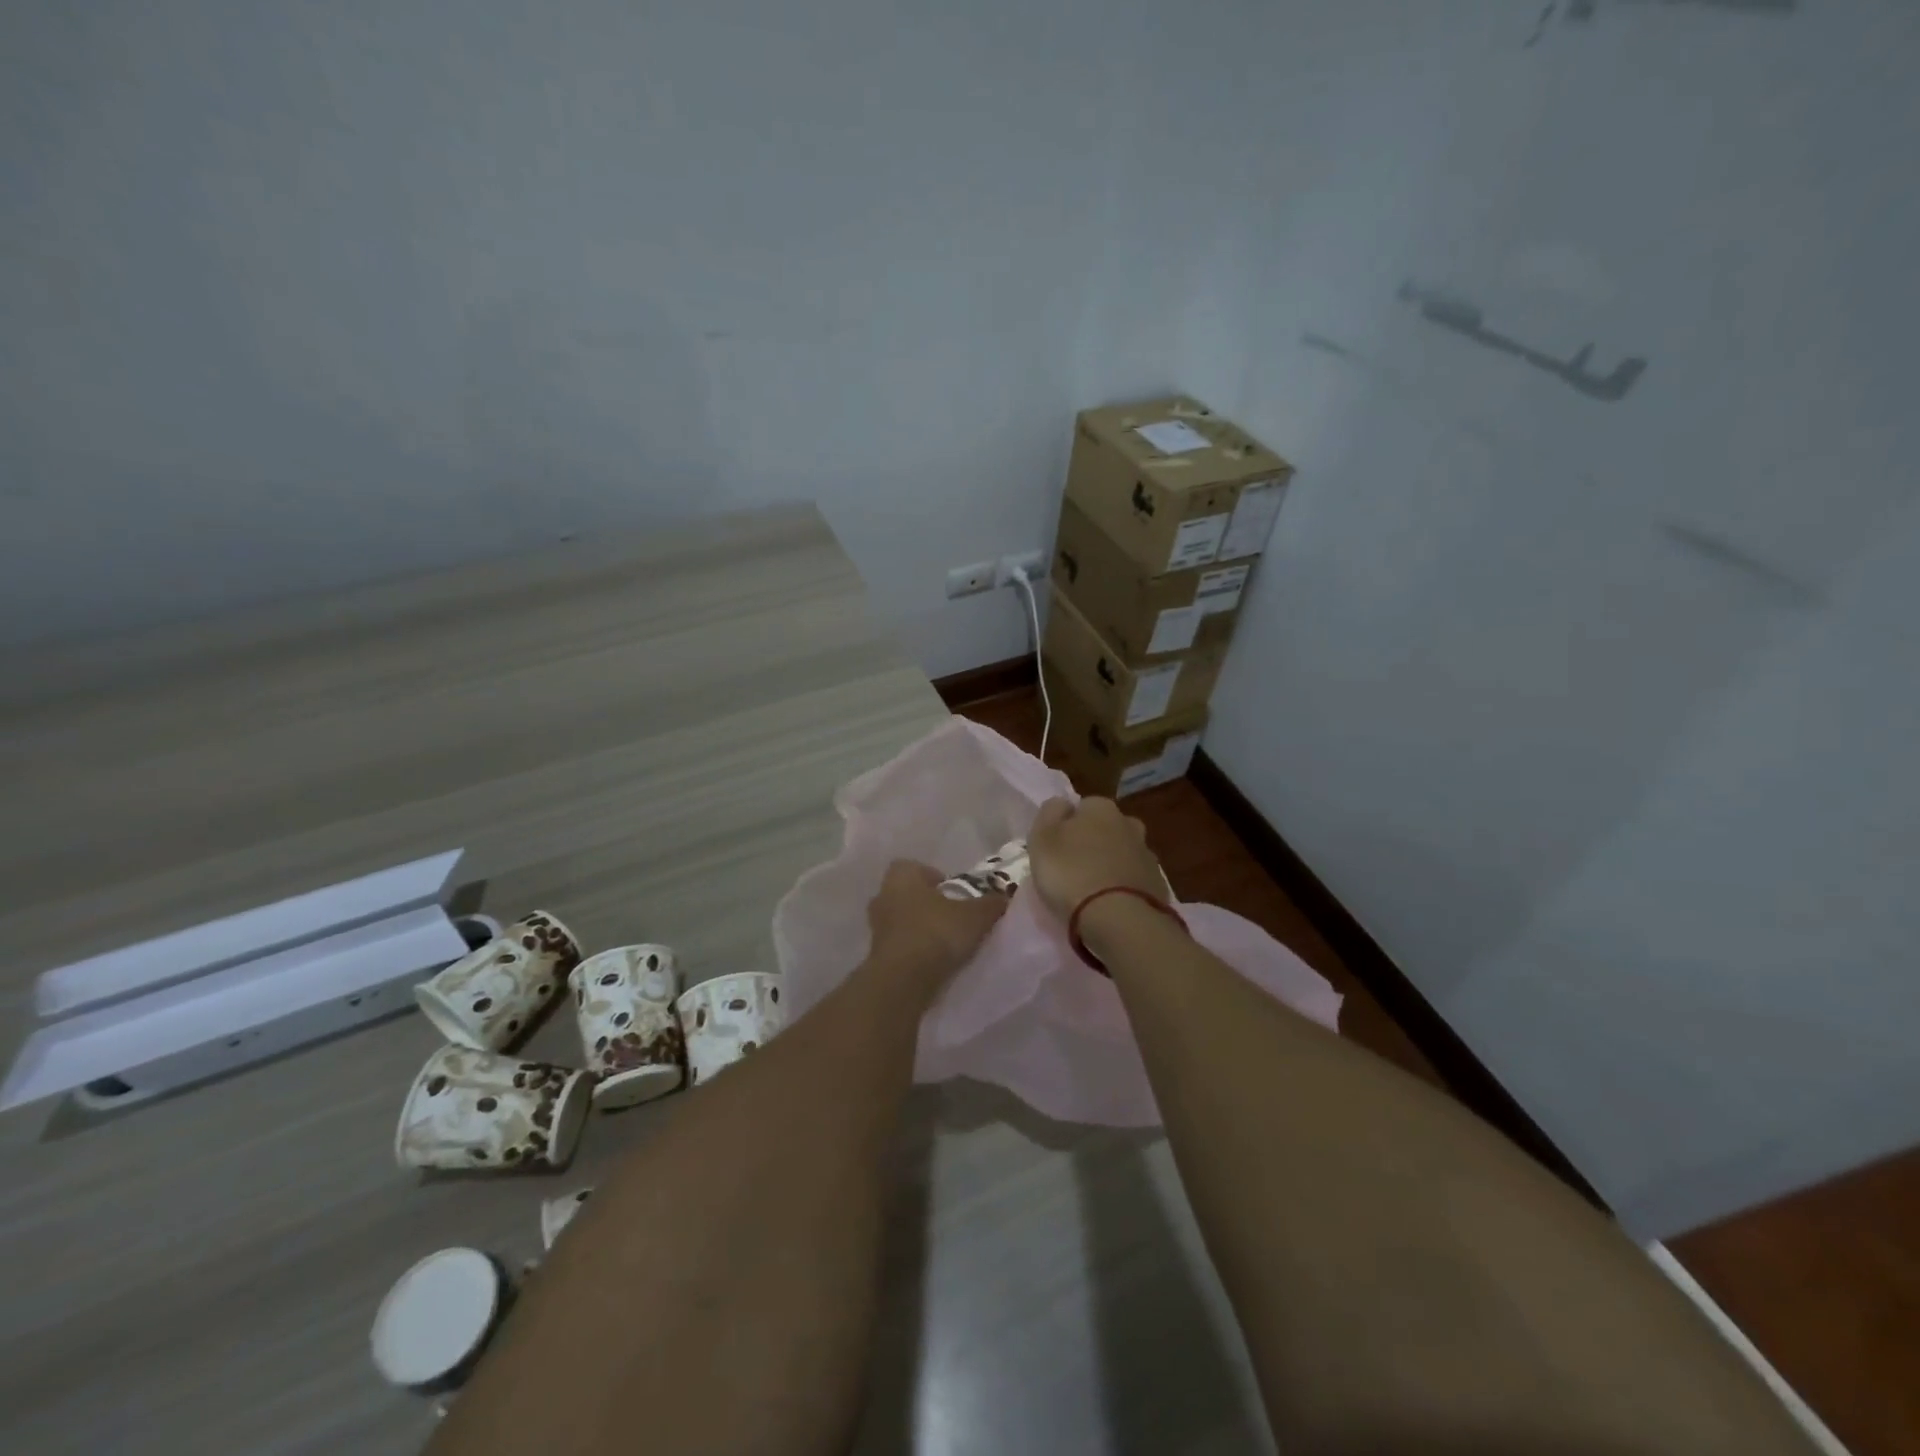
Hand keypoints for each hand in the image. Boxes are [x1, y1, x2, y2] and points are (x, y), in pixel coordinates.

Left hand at [865, 860, 1006, 984]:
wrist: (902, 981)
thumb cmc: (936, 933)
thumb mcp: (975, 916)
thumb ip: (991, 904)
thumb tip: (1005, 898)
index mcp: (902, 876)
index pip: (916, 868)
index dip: (935, 878)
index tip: (955, 893)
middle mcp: (883, 895)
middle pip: (908, 894)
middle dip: (928, 904)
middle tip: (953, 917)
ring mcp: (876, 927)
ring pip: (902, 920)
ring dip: (920, 928)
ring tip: (946, 943)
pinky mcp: (876, 955)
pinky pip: (899, 945)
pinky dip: (914, 950)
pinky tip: (933, 962)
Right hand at [1026, 797, 1166, 921]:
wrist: (1118, 918)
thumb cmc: (1071, 873)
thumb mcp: (1042, 838)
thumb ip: (1050, 813)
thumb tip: (1062, 804)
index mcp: (1101, 807)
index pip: (1082, 807)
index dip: (1068, 826)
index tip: (1057, 848)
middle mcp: (1129, 824)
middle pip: (1106, 828)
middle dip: (1094, 842)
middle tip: (1074, 868)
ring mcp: (1147, 855)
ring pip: (1123, 853)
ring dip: (1111, 865)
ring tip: (1092, 891)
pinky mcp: (1157, 885)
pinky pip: (1134, 880)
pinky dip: (1124, 887)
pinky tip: (1111, 904)